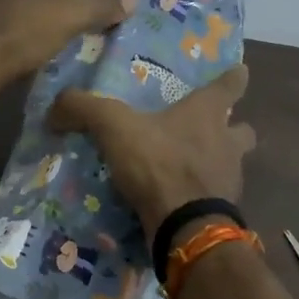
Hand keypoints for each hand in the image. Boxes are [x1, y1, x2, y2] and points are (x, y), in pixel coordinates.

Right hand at [49, 63, 256, 236]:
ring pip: (232, 166)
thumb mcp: (114, 127)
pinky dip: (202, 198)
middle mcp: (227, 144)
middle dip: (233, 129)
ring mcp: (230, 180)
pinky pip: (216, 199)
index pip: (231, 85)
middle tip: (212, 131)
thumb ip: (84, 109)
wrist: (185, 226)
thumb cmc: (159, 164)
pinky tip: (180, 203)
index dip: (234, 77)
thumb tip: (56, 106)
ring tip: (190, 170)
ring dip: (217, 165)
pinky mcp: (223, 212)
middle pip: (242, 130)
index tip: (240, 71)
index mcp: (207, 114)